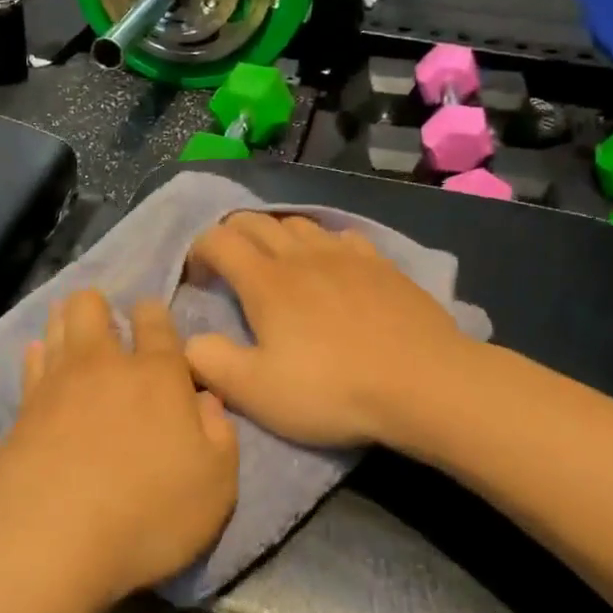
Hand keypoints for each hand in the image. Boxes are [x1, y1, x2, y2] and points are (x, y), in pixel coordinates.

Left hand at [0, 290, 238, 605]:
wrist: (50, 538)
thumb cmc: (148, 513)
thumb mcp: (215, 485)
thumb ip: (219, 436)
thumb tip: (207, 401)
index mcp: (158, 376)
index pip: (156, 323)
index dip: (154, 313)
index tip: (151, 315)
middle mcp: (105, 366)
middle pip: (92, 308)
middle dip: (99, 305)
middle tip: (107, 320)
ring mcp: (57, 384)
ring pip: (57, 328)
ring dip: (65, 319)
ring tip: (69, 320)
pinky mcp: (23, 410)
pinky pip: (30, 365)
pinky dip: (36, 355)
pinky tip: (37, 356)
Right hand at [183, 213, 477, 448]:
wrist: (424, 384)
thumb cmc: (331, 389)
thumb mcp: (255, 391)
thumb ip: (209, 361)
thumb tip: (188, 340)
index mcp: (265, 281)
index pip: (218, 240)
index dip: (198, 251)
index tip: (197, 278)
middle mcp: (301, 255)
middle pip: (255, 221)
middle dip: (231, 235)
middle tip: (227, 267)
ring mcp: (346, 255)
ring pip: (297, 223)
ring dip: (274, 235)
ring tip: (274, 264)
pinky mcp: (381, 264)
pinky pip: (340, 236)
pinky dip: (320, 243)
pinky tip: (329, 265)